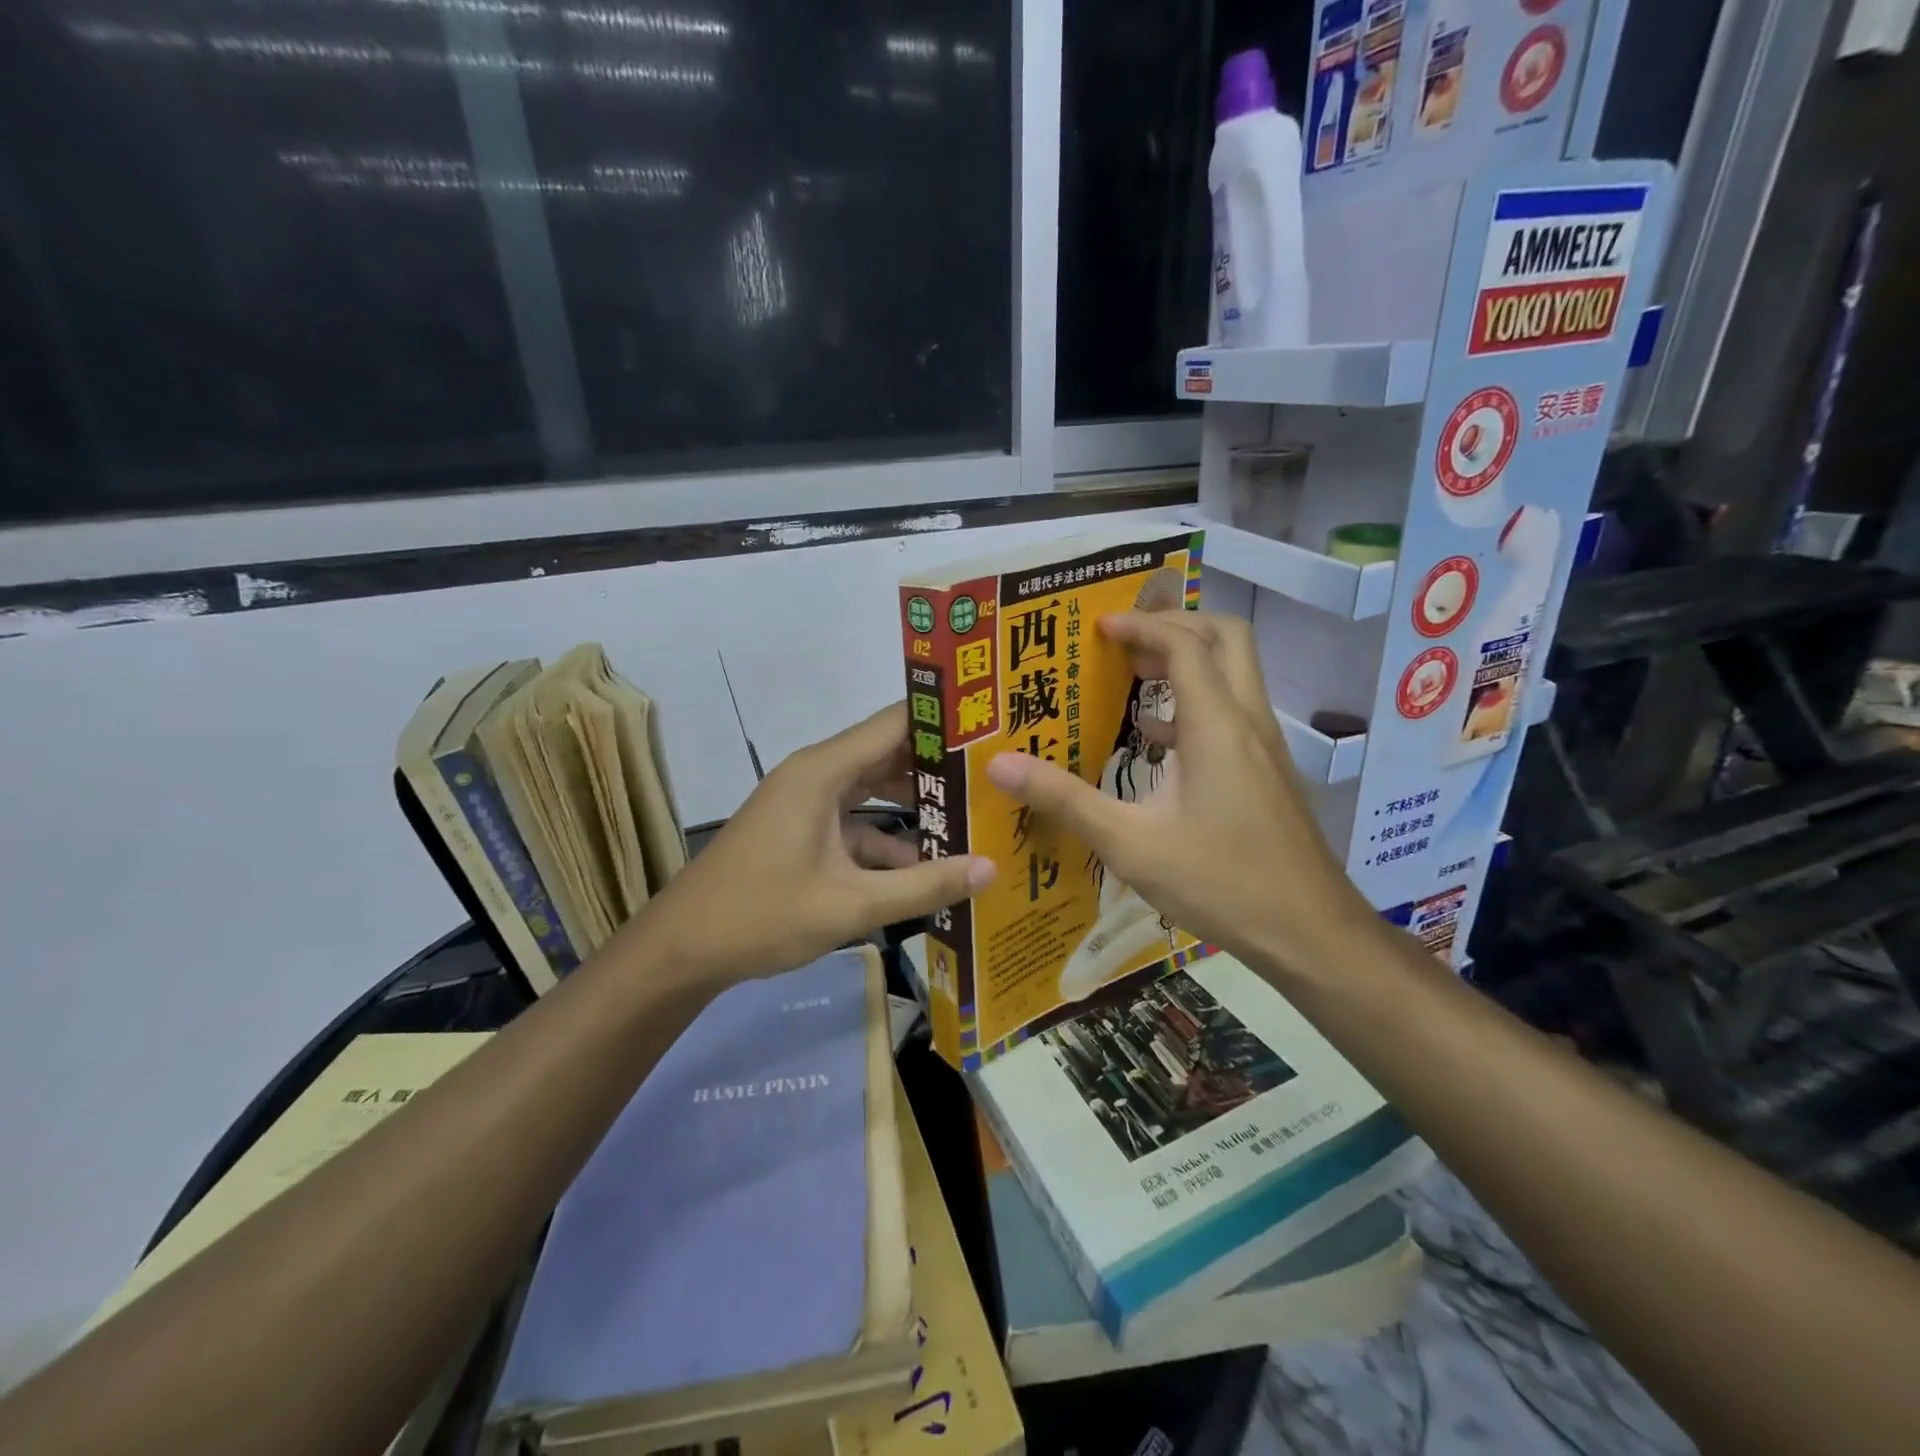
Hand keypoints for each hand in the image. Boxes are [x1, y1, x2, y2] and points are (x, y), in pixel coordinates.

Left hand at [637, 703, 994, 983]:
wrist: (682, 950)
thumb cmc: (761, 916)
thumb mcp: (850, 905)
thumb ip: (923, 885)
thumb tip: (991, 868)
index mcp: (823, 771)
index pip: (895, 722)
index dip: (944, 720)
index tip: (995, 726)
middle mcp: (817, 774)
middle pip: (889, 753)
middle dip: (941, 765)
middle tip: (998, 774)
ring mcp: (808, 803)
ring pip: (875, 790)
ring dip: (918, 805)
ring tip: (977, 816)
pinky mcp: (804, 831)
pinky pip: (857, 822)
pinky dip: (889, 839)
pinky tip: (928, 867)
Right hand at [986, 611, 1373, 982]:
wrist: (1311, 933)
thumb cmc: (1220, 882)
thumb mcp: (1130, 844)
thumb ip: (1065, 800)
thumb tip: (999, 765)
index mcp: (1216, 725)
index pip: (1184, 644)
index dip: (1140, 625)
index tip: (1097, 626)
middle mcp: (1248, 721)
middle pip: (1225, 638)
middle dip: (1175, 625)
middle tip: (1125, 640)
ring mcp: (1264, 747)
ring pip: (1234, 674)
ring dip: (1188, 662)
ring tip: (1134, 675)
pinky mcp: (1268, 772)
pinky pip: (1233, 713)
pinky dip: (1196, 705)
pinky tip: (1157, 739)